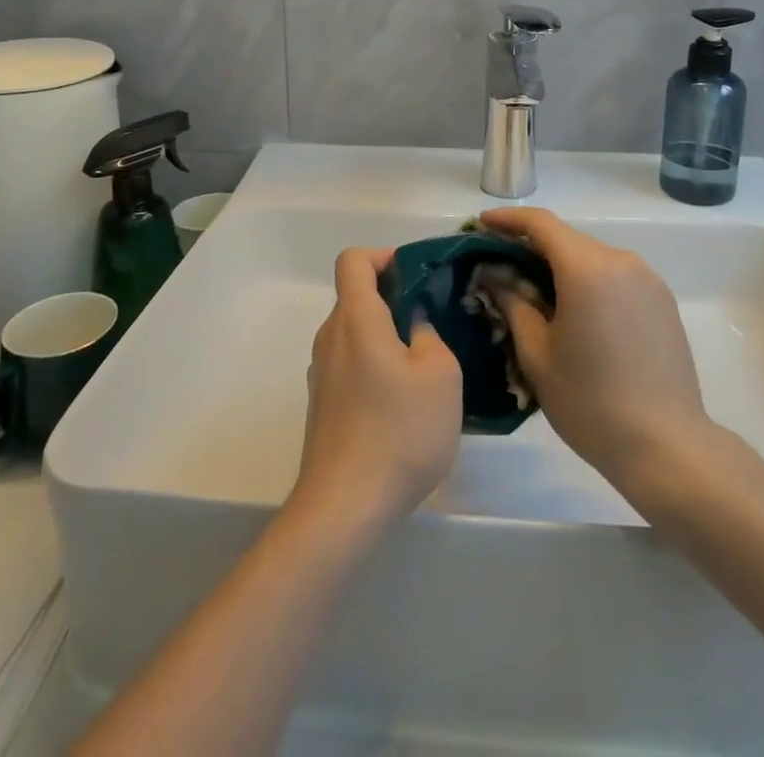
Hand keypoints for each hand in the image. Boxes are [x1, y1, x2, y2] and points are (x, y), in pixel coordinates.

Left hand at [294, 248, 461, 535]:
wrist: (344, 507)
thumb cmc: (399, 432)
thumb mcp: (440, 375)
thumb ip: (430, 335)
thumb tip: (415, 324)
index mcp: (355, 318)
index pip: (354, 260)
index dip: (384, 256)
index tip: (416, 276)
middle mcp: (330, 337)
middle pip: (356, 297)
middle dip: (394, 299)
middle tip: (433, 322)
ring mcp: (322, 373)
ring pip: (356, 334)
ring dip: (387, 337)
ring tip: (425, 366)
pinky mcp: (323, 405)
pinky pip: (351, 365)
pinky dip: (376, 366)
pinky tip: (404, 403)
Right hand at [477, 207, 710, 493]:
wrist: (667, 447)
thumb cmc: (591, 403)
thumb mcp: (537, 355)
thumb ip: (513, 305)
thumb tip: (494, 276)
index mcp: (587, 268)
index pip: (541, 224)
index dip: (508, 220)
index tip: (481, 225)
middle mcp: (621, 261)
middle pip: (567, 240)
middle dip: (532, 248)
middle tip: (502, 269)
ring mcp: (648, 279)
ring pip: (593, 258)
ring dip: (562, 267)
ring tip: (537, 296)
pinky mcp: (663, 300)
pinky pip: (616, 276)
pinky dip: (590, 282)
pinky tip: (578, 314)